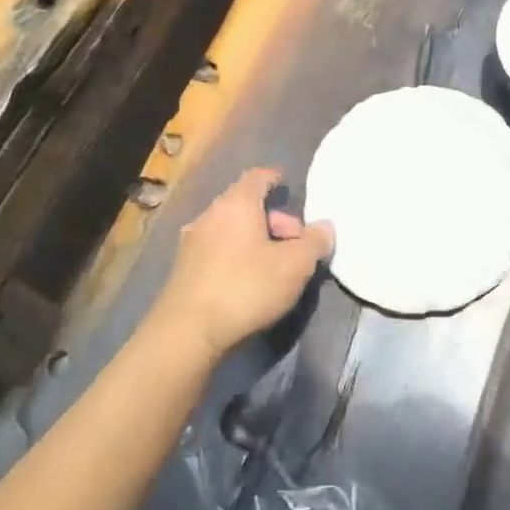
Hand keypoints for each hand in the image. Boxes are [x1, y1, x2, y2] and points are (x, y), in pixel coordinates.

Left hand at [151, 169, 334, 360]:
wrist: (187, 333)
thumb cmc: (246, 287)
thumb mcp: (295, 265)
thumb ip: (315, 242)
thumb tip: (325, 227)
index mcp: (236, 204)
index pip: (258, 177)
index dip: (275, 179)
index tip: (288, 186)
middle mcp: (210, 216)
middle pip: (247, 206)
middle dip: (275, 221)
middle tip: (296, 246)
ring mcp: (192, 243)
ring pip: (232, 230)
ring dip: (256, 241)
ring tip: (277, 266)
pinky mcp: (184, 270)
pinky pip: (219, 251)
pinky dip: (238, 256)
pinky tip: (250, 281)